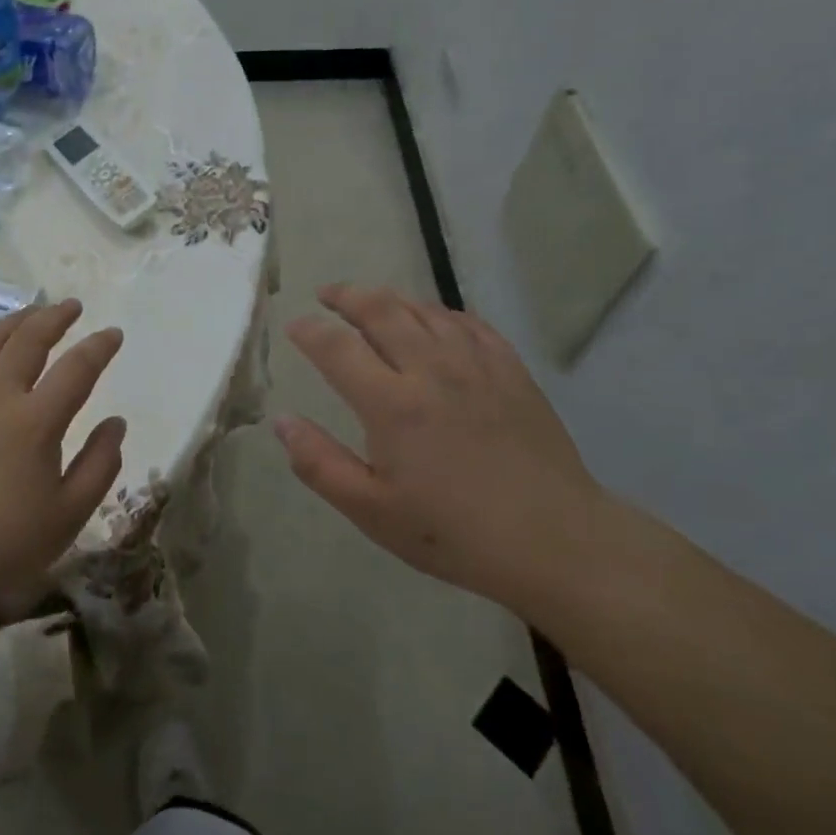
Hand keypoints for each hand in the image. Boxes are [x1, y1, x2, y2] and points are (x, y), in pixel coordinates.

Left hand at [0, 300, 125, 642]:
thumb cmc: (6, 546)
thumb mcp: (69, 514)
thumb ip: (101, 463)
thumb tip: (116, 421)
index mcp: (35, 422)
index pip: (77, 368)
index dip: (100, 346)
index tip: (114, 334)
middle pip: (29, 340)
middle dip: (56, 317)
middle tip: (73, 306)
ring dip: (15, 322)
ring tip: (32, 313)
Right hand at [276, 284, 605, 612]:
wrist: (554, 541)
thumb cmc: (453, 532)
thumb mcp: (371, 511)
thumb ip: (319, 463)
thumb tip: (281, 422)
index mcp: (391, 404)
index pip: (337, 347)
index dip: (309, 331)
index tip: (294, 326)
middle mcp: (431, 370)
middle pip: (381, 311)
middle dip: (347, 296)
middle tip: (327, 294)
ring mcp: (476, 365)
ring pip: (425, 310)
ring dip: (391, 299)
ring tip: (371, 301)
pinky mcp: (511, 371)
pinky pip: (469, 324)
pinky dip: (441, 313)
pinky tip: (434, 320)